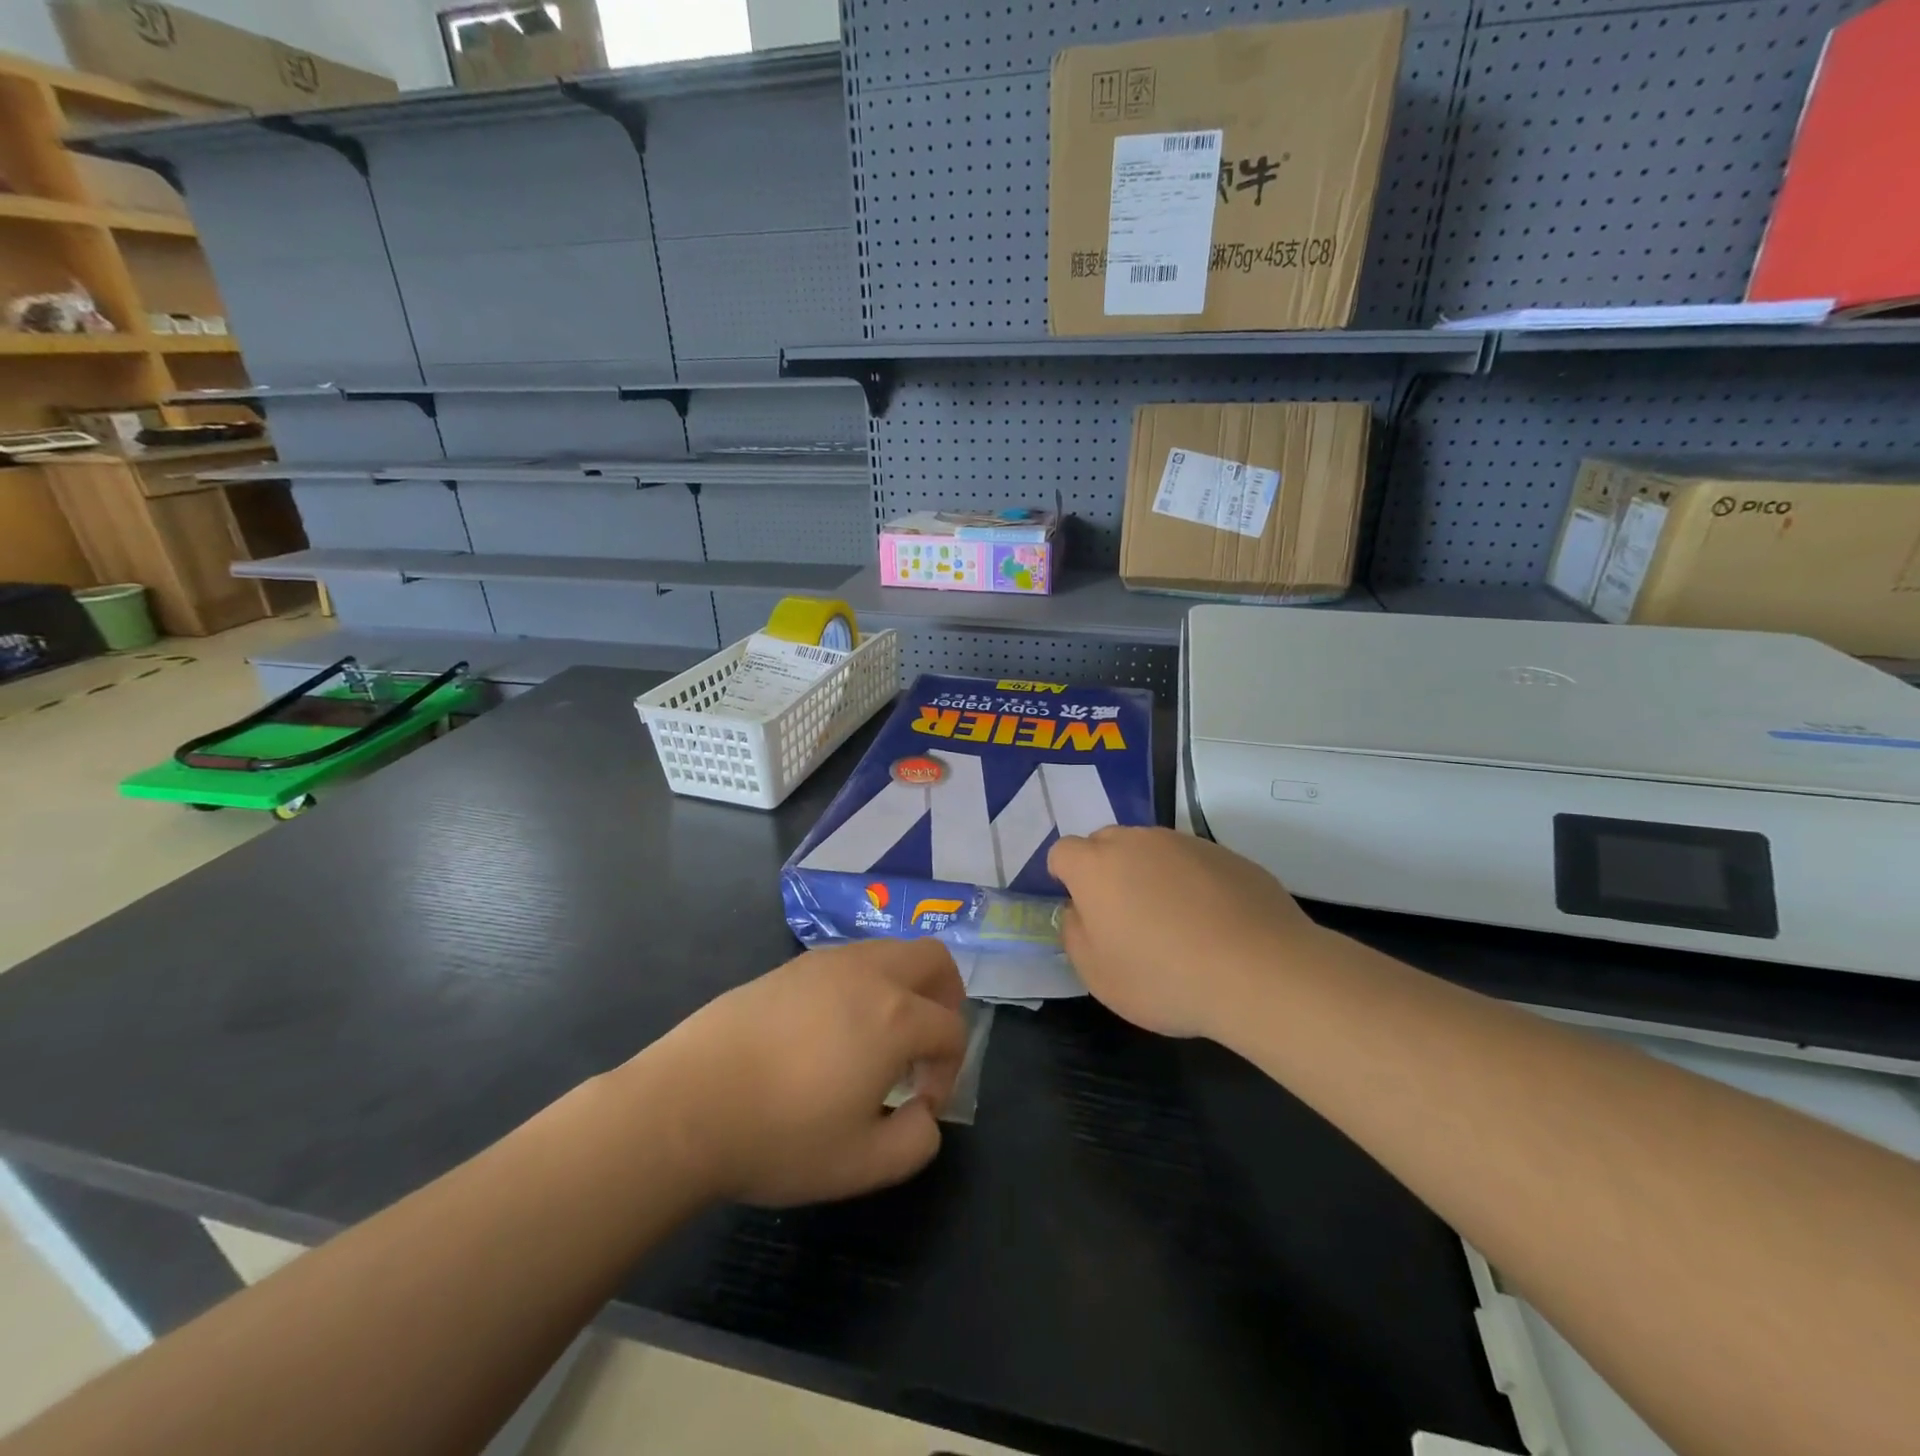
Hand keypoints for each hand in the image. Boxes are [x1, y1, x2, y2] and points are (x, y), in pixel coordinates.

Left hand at [633, 939, 967, 1206]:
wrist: (687, 1105)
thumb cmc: (780, 1136)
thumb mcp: (862, 1165)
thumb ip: (916, 1142)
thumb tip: (925, 1114)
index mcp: (896, 1017)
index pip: (950, 1029)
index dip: (948, 1069)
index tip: (918, 1104)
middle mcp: (868, 974)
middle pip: (933, 959)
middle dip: (946, 998)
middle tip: (926, 1045)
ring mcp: (826, 962)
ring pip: (889, 950)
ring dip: (903, 987)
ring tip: (877, 1039)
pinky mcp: (791, 965)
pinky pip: (849, 960)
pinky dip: (864, 984)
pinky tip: (832, 1030)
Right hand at [1048, 826, 1327, 1039]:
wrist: (1261, 972)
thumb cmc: (1164, 978)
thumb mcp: (1098, 975)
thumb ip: (1075, 934)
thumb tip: (1080, 911)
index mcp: (1096, 866)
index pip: (1063, 852)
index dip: (1066, 877)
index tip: (1083, 910)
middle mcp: (1137, 841)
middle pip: (1107, 842)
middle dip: (1106, 870)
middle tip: (1124, 916)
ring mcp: (1186, 843)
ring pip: (1152, 849)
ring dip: (1150, 873)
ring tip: (1173, 922)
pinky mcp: (1228, 854)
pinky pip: (1193, 862)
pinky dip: (1191, 882)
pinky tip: (1212, 922)